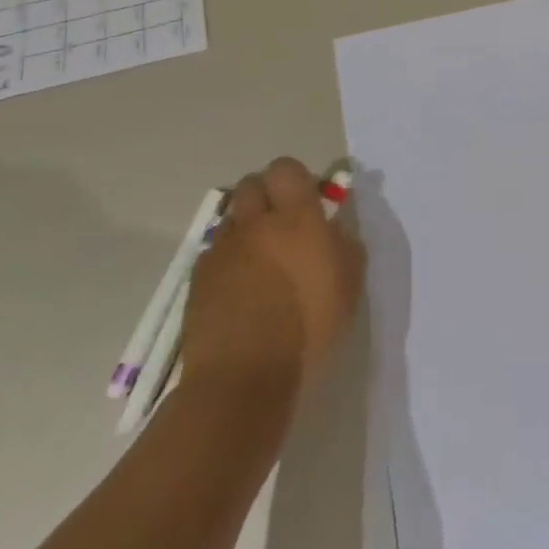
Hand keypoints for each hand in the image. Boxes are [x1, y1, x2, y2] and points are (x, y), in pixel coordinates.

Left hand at [181, 159, 363, 393]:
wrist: (243, 380)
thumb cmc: (309, 328)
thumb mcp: (350, 283)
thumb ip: (344, 243)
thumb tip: (332, 227)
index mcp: (297, 217)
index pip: (287, 169)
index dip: (295, 179)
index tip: (307, 202)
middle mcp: (256, 223)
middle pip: (252, 184)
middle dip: (266, 195)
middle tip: (282, 224)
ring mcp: (223, 250)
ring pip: (232, 218)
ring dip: (246, 228)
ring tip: (259, 260)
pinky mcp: (198, 279)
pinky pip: (215, 253)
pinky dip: (227, 261)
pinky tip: (239, 289)